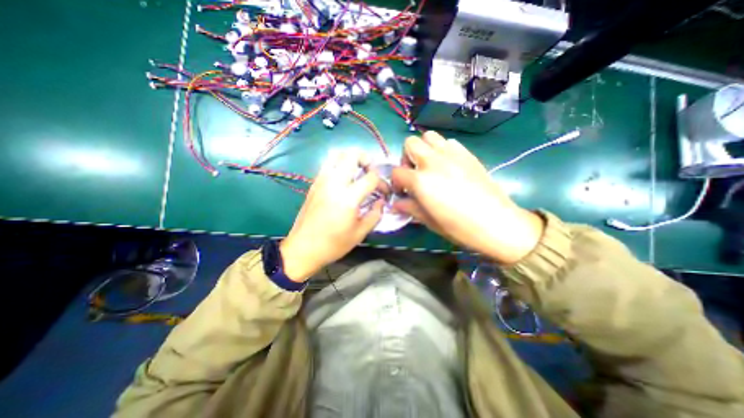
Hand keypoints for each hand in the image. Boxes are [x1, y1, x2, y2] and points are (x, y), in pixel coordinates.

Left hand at [278, 149, 383, 280]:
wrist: (303, 249)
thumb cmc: (333, 244)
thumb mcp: (360, 233)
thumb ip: (375, 214)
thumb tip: (381, 202)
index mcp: (348, 198)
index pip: (371, 177)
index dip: (382, 183)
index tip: (384, 193)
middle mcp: (334, 183)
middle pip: (352, 155)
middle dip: (367, 160)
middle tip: (370, 174)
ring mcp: (322, 181)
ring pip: (337, 154)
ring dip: (351, 158)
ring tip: (357, 172)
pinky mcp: (314, 183)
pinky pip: (328, 164)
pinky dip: (339, 164)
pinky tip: (343, 179)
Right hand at [391, 130, 544, 263]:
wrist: (496, 223)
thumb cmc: (458, 227)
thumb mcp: (428, 220)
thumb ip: (409, 208)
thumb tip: (396, 204)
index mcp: (421, 180)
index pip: (397, 172)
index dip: (396, 182)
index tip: (402, 192)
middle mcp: (433, 161)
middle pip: (410, 143)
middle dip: (407, 158)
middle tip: (415, 173)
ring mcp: (451, 154)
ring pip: (429, 137)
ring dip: (424, 149)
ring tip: (430, 166)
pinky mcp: (467, 154)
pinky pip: (448, 142)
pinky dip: (442, 150)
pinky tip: (448, 165)